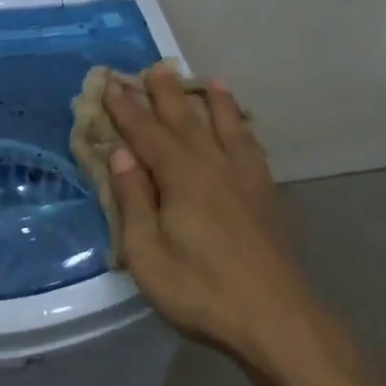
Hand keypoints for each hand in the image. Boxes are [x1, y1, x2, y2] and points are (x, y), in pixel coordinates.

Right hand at [103, 65, 329, 368]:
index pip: (145, 133)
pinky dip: (243, 129)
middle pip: (185, 120)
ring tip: (205, 78)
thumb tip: (120, 153)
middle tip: (154, 66)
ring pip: (224, 126)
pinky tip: (241, 126)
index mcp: (180, 176)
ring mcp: (244, 178)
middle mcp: (212, 165)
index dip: (125, 108)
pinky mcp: (265, 195)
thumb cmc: (199, 289)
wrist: (274, 319)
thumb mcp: (147, 253)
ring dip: (211, 101)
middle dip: (166, 93)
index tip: (110, 83)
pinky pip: (251, 147)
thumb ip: (134, 199)